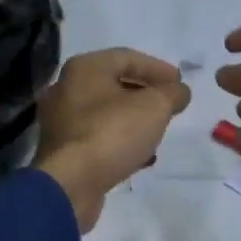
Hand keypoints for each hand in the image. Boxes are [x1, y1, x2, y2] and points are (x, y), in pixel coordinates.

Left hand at [33, 49, 191, 230]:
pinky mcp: (63, 151)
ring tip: (158, 131)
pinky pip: (97, 138)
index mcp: (84, 68)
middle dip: (146, 94)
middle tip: (170, 105)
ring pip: (105, 113)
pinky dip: (120, 141)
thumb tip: (179, 92)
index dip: (158, 68)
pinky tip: (141, 156)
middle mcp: (66, 89)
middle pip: (114, 84)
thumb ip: (172, 94)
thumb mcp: (154, 107)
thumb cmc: (112, 133)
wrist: (71, 183)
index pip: (126, 57)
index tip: (180, 83)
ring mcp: (61, 122)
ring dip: (134, 120)